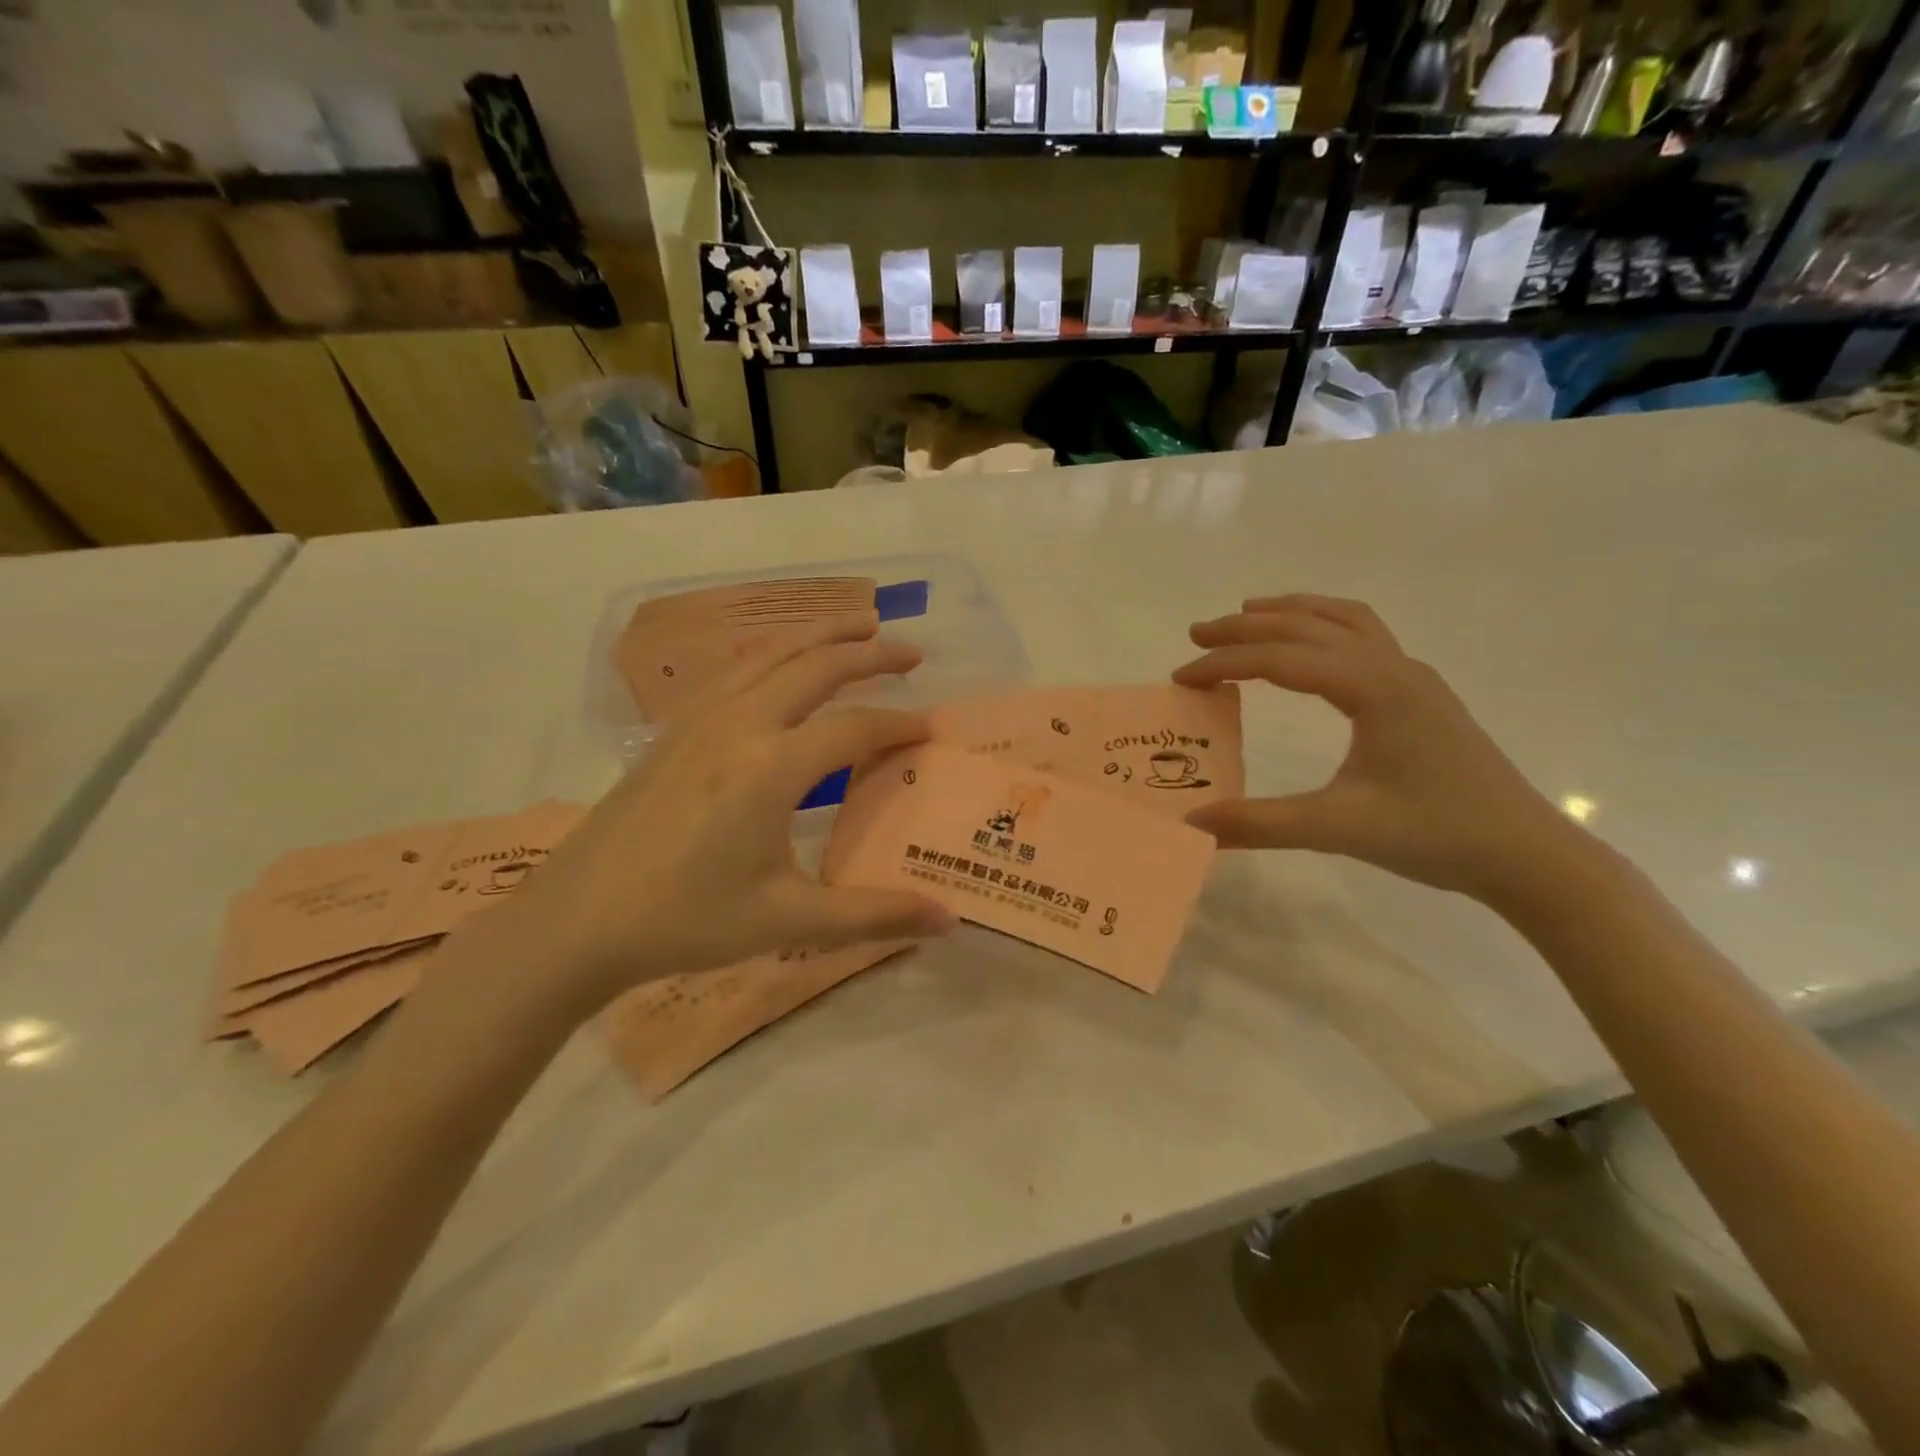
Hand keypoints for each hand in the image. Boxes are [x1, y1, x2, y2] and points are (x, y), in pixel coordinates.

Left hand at [488, 618, 956, 1016]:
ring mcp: (699, 721)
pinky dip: (773, 651)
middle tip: (912, 651)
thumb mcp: (787, 921)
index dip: (899, 725)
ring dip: (819, 633)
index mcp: (771, 768)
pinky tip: (780, 661)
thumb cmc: (685, 921)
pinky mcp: (673, 730)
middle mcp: (738, 726)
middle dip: (870, 653)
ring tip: (859, 623)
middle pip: (815, 666)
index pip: (855, 728)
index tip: (931, 729)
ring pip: (770, 654)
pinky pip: (735, 669)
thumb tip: (948, 920)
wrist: (577, 921)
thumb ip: (873, 914)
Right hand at [1173, 595, 1585, 901]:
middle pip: (1307, 625)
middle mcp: (1392, 667)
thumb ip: (1260, 823)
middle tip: (1196, 634)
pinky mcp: (1419, 692)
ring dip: (1289, 613)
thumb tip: (1192, 821)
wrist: (1525, 853)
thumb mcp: (1338, 829)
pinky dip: (1324, 625)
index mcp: (1373, 688)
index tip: (1181, 677)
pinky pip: (1364, 635)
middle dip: (1246, 626)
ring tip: (1246, 615)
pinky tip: (1309, 647)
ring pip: (1341, 619)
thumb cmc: (1435, 835)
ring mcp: (1411, 675)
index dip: (1224, 663)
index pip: (1281, 658)